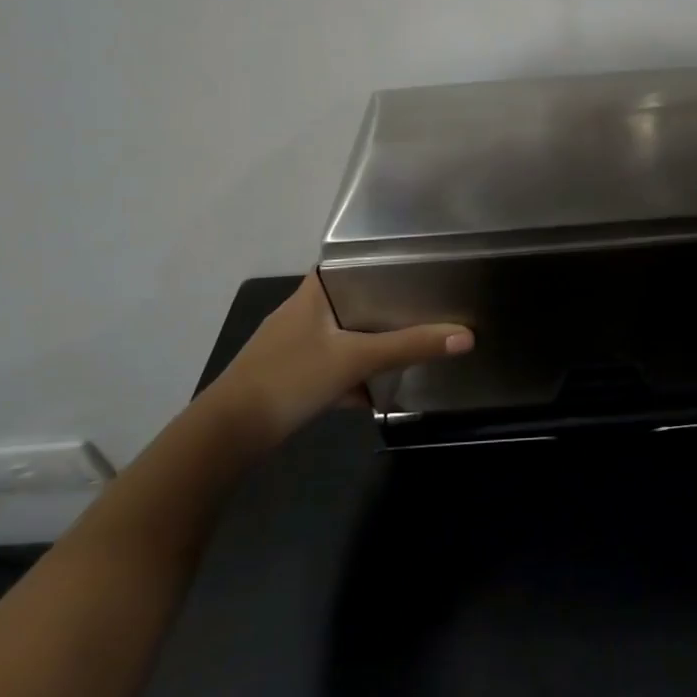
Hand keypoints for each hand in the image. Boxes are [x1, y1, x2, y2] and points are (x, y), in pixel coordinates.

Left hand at [209, 274, 472, 443]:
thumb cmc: (291, 377)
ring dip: (369, 345)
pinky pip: (330, 366)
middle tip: (423, 309)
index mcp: (312, 293)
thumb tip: (467, 336)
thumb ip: (410, 347)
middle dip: (384, 309)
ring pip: (342, 336)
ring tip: (407, 348)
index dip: (379, 262)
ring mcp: (292, 346)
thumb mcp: (356, 359)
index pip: (349, 263)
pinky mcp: (288, 376)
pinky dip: (351, 376)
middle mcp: (300, 312)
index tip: (415, 268)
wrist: (229, 434)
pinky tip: (373, 395)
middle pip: (351, 301)